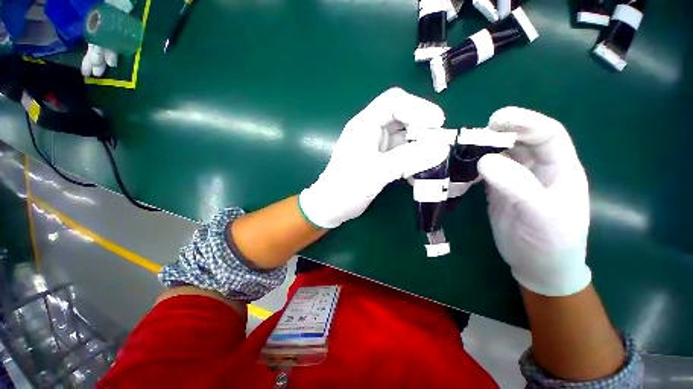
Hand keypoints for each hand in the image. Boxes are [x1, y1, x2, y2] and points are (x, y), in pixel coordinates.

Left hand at [299, 88, 449, 227]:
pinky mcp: (380, 161)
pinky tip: (417, 174)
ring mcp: (376, 147)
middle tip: (440, 145)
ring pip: (404, 138)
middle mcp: (371, 131)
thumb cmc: (347, 187)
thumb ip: (408, 159)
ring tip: (433, 161)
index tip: (438, 123)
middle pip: (402, 119)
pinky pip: (401, 154)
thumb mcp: (377, 172)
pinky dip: (412, 161)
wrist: (332, 206)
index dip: (418, 107)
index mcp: (365, 125)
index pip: (394, 102)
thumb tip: (442, 148)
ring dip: (420, 147)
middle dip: (422, 129)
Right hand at [477, 107, 590, 296]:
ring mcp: (517, 180)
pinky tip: (461, 166)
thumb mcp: (541, 215)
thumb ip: (517, 185)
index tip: (496, 120)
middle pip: (520, 141)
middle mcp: (539, 169)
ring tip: (462, 149)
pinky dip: (473, 166)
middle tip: (472, 135)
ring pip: (500, 155)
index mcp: (561, 168)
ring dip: (482, 149)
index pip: (548, 134)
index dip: (525, 122)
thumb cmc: (550, 243)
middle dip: (499, 133)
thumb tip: (484, 161)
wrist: (538, 267)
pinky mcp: (498, 190)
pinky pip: (486, 172)